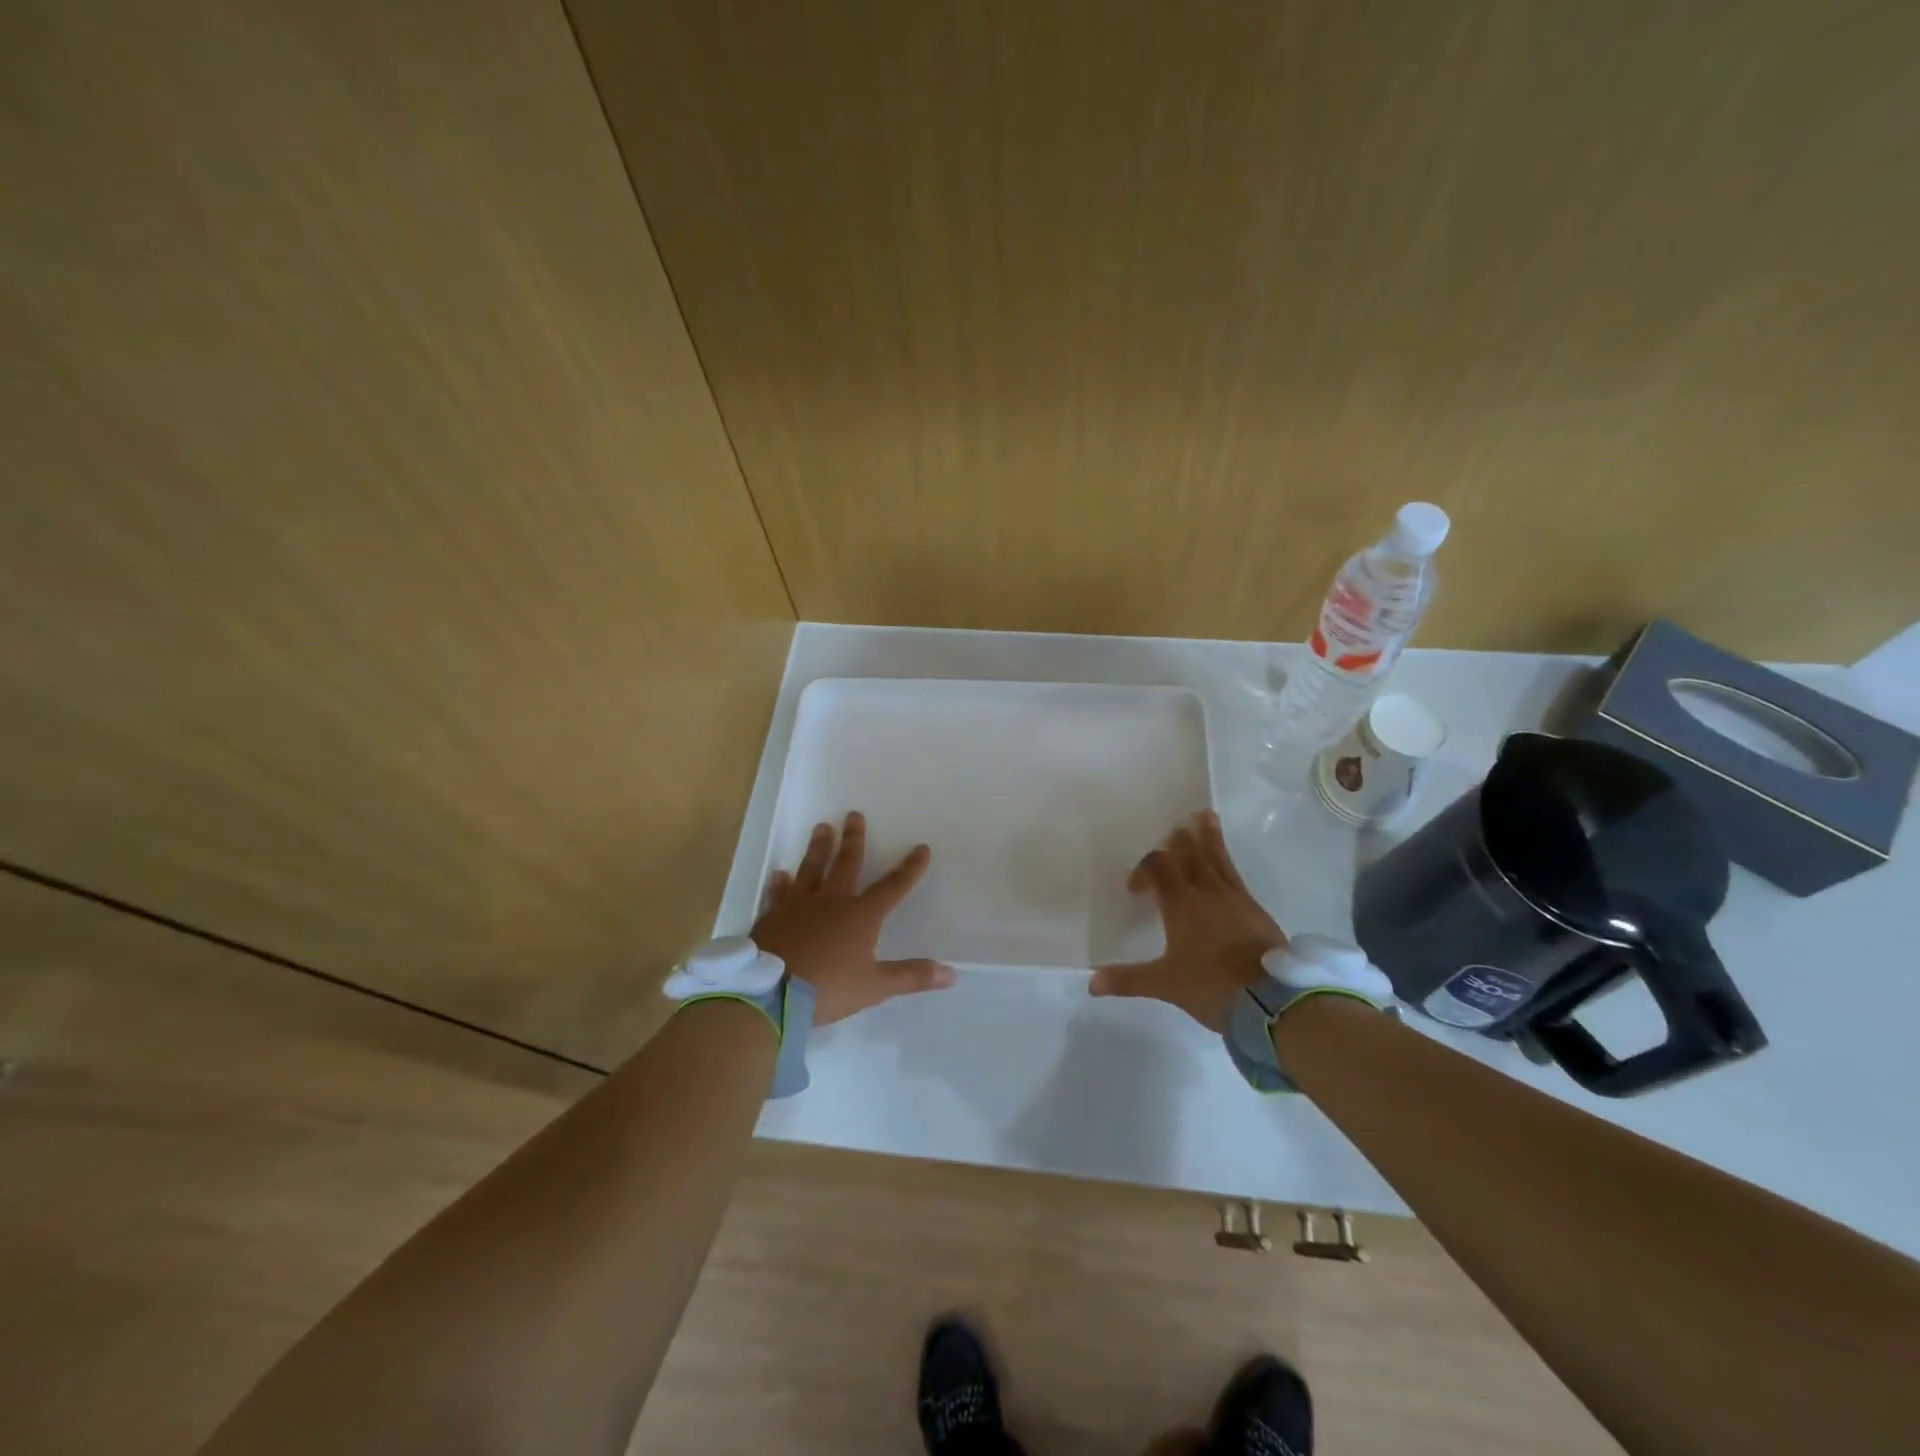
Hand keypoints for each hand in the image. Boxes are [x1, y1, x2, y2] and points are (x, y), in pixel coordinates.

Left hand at [753, 812, 955, 1026]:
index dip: (910, 869)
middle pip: (846, 864)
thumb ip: (911, 976)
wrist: (770, 994)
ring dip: (818, 848)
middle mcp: (832, 901)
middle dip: (853, 839)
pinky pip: (778, 894)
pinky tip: (779, 873)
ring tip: (821, 827)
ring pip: (811, 869)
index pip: (893, 887)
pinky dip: (780, 883)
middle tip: (854, 815)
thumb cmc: (828, 988)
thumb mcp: (875, 986)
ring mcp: (799, 905)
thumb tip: (952, 973)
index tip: (921, 848)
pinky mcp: (773, 916)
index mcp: (861, 915)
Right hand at [1089, 810, 1287, 1031]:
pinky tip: (1226, 866)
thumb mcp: (1164, 984)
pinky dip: (1227, 861)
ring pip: (1218, 858)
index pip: (1158, 867)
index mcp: (1181, 903)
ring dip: (1209, 837)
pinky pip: (1236, 875)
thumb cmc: (1210, 986)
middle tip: (1175, 827)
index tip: (1136, 890)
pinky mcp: (1256, 910)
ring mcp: (1236, 898)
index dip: (1144, 870)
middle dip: (1179, 841)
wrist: (1270, 1001)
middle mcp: (1207, 891)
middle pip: (1190, 854)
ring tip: (1206, 816)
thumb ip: (1127, 979)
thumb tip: (1089, 983)